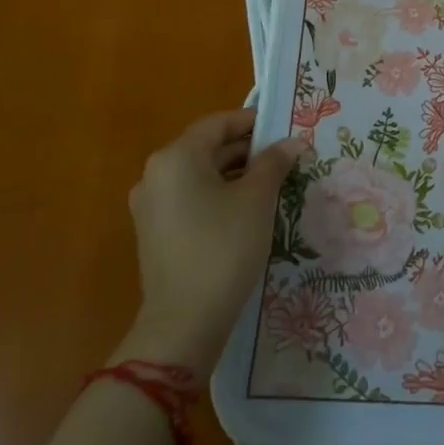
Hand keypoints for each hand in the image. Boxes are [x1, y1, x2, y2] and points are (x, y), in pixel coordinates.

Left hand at [117, 109, 309, 378]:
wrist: (184, 322)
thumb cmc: (224, 247)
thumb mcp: (257, 199)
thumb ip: (274, 163)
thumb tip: (292, 143)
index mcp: (176, 157)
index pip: (218, 123)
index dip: (253, 122)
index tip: (284, 129)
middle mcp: (156, 174)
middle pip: (207, 148)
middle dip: (247, 151)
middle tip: (285, 158)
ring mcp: (151, 206)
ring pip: (200, 175)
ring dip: (235, 174)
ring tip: (273, 184)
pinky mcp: (155, 232)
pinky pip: (191, 199)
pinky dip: (219, 196)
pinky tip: (248, 211)